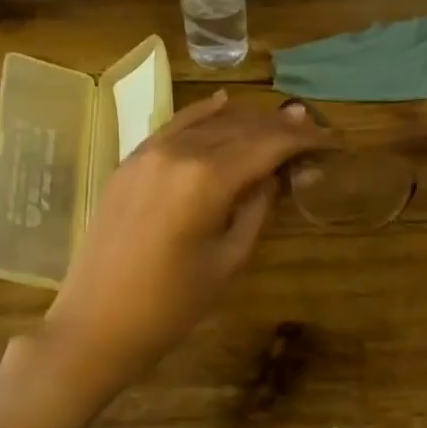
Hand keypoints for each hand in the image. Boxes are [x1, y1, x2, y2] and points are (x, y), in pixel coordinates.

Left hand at [35, 91, 334, 394]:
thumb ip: (256, 208)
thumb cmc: (171, 305)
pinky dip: (202, 114)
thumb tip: (276, 175)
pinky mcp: (129, 162)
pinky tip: (222, 103)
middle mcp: (178, 153)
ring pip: (208, 123)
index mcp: (207, 179)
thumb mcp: (228, 259)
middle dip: (280, 128)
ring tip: (279, 121)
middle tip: (311, 130)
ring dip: (246, 121)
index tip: (331, 140)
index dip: (304, 139)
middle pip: (241, 128)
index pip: (268, 145)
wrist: (95, 325)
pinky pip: (173, 126)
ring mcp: (148, 153)